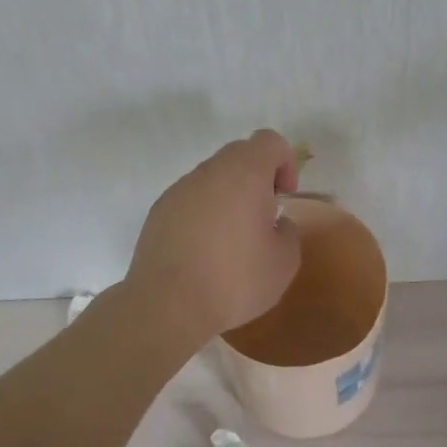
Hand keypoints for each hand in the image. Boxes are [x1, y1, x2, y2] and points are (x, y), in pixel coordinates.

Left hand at [125, 129, 302, 343]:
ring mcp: (178, 189)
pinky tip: (203, 252)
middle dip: (257, 177)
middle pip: (239, 154)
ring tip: (231, 240)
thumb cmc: (234, 280)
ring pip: (212, 177)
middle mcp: (209, 172)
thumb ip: (288, 233)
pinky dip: (203, 213)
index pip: (269, 141)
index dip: (285, 163)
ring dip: (228, 196)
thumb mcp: (285, 262)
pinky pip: (190, 199)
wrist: (167, 305)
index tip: (284, 197)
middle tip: (263, 217)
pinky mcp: (158, 211)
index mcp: (244, 173)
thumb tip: (275, 225)